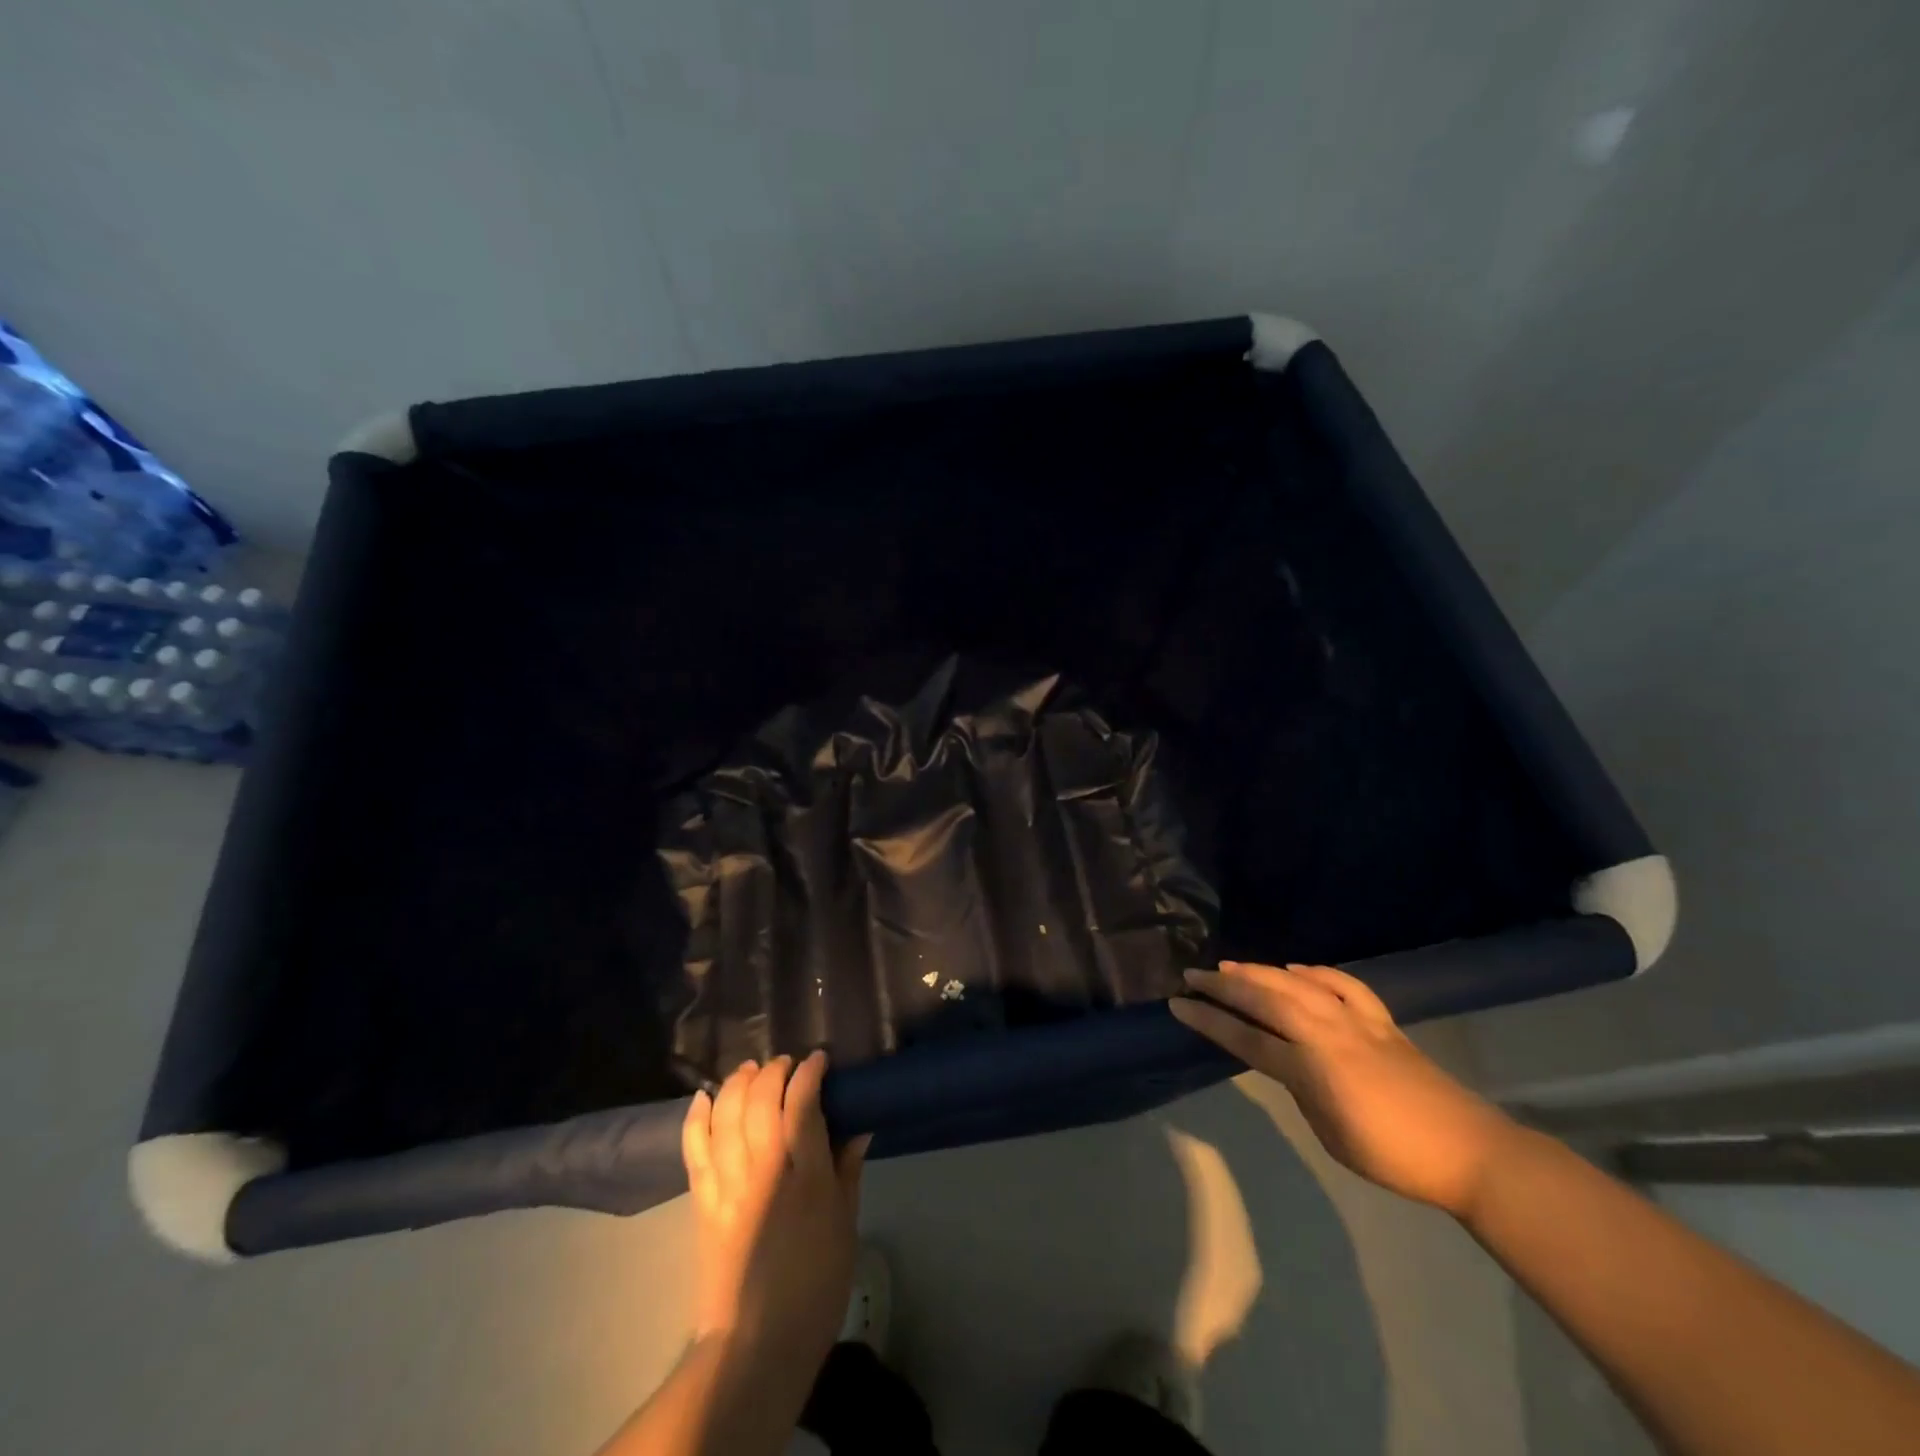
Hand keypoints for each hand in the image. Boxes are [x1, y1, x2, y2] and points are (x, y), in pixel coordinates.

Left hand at [682, 1053, 868, 1370]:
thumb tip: (858, 1126)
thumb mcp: (846, 1225)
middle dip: (774, 1071)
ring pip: (726, 1113)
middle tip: (788, 1066)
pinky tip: (707, 1095)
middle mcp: (763, 1170)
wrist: (756, 1343)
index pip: (802, 1103)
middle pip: (760, 1099)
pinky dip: (698, 1115)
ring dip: (739, 1083)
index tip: (819, 1060)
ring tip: (753, 1072)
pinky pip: (695, 1146)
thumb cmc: (815, 1284)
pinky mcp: (703, 1200)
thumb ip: (848, 1169)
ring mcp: (728, 1184)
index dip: (809, 1072)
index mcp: (805, 1177)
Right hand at [1171, 961, 1520, 1217]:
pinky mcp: (1380, 1020)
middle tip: (1193, 975)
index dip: (1209, 1020)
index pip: (1246, 1038)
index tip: (1178, 1005)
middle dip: (1224, 985)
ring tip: (1231, 967)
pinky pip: (1342, 984)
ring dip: (1260, 971)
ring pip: (1297, 983)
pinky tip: (1297, 969)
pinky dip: (1315, 972)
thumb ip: (1301, 1088)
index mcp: (1311, 1069)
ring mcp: (1356, 1021)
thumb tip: (1285, 1061)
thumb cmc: (1394, 1156)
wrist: (1469, 1151)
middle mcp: (1327, 1034)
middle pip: (1266, 999)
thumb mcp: (1330, 1133)